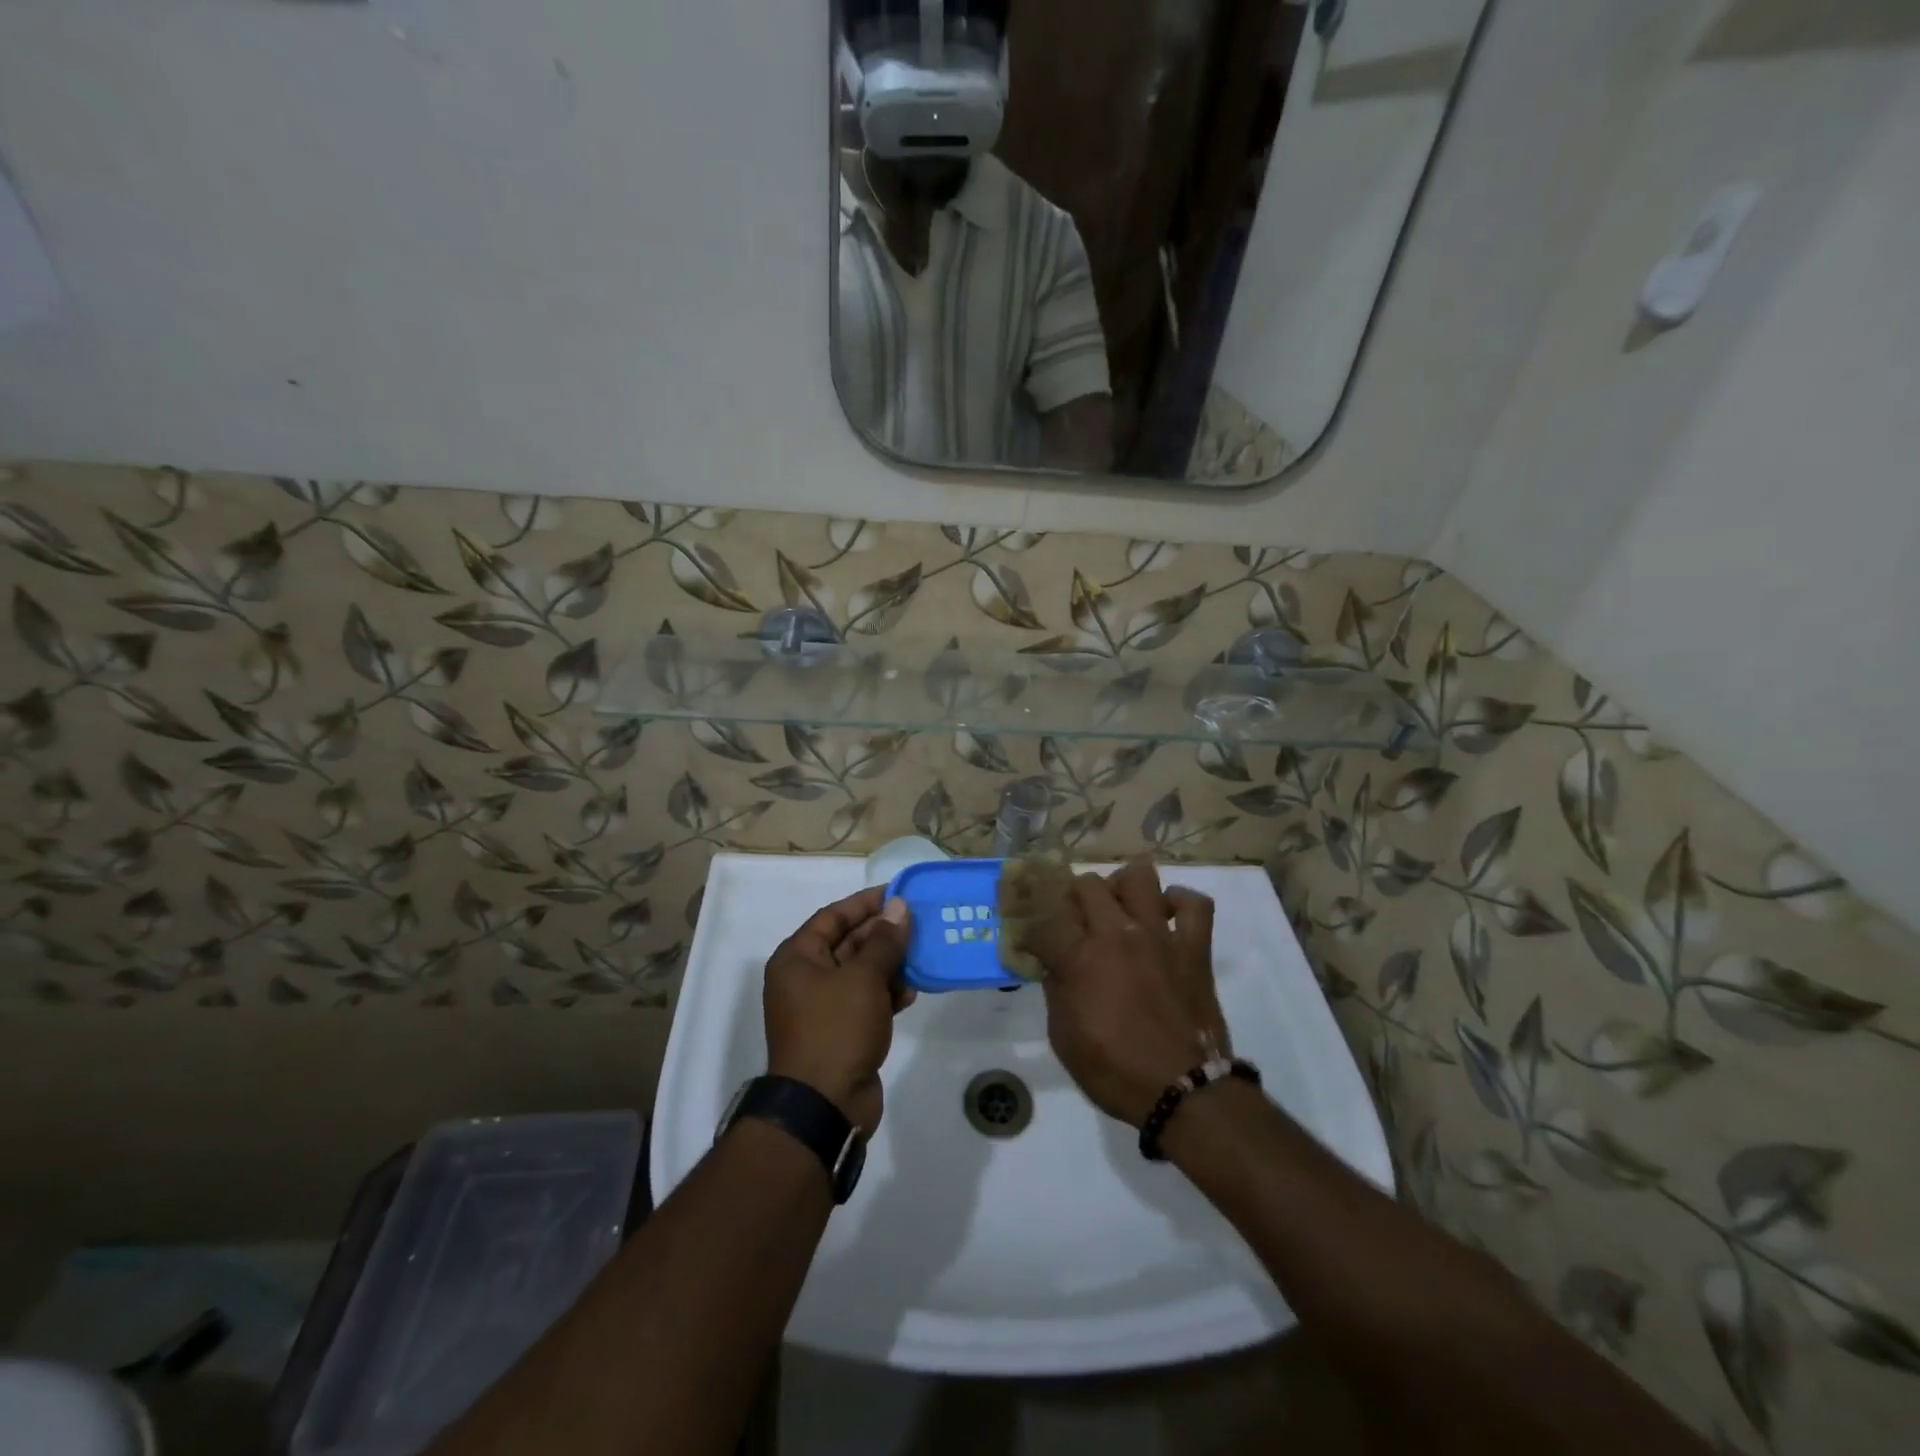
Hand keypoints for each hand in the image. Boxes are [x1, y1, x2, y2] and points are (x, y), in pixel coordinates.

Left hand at [763, 886, 913, 1134]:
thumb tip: (899, 907)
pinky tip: (910, 993)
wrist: (824, 1106)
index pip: (833, 916)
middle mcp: (805, 978)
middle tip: (919, 923)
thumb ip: (884, 941)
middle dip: (883, 934)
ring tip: (921, 957)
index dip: (865, 903)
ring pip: (861, 972)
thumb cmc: (837, 1029)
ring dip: (889, 964)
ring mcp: (823, 1007)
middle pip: (848, 943)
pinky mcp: (841, 1031)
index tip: (898, 893)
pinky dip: (887, 993)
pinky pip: (866, 1000)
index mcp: (798, 958)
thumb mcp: (863, 978)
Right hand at [1021, 859, 1228, 1125]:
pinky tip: (1166, 916)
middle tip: (1072, 922)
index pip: (1044, 921)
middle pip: (1087, 885)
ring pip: (1139, 877)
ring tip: (1117, 908)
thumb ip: (1056, 992)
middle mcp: (1118, 934)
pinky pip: (1196, 904)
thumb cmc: (1116, 1072)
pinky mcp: (1194, 947)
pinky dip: (1180, 903)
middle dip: (1072, 899)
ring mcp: (1160, 936)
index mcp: (1081, 959)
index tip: (1031, 943)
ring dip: (1122, 887)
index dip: (1031, 930)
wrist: (1185, 1093)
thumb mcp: (1064, 1039)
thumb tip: (1054, 966)